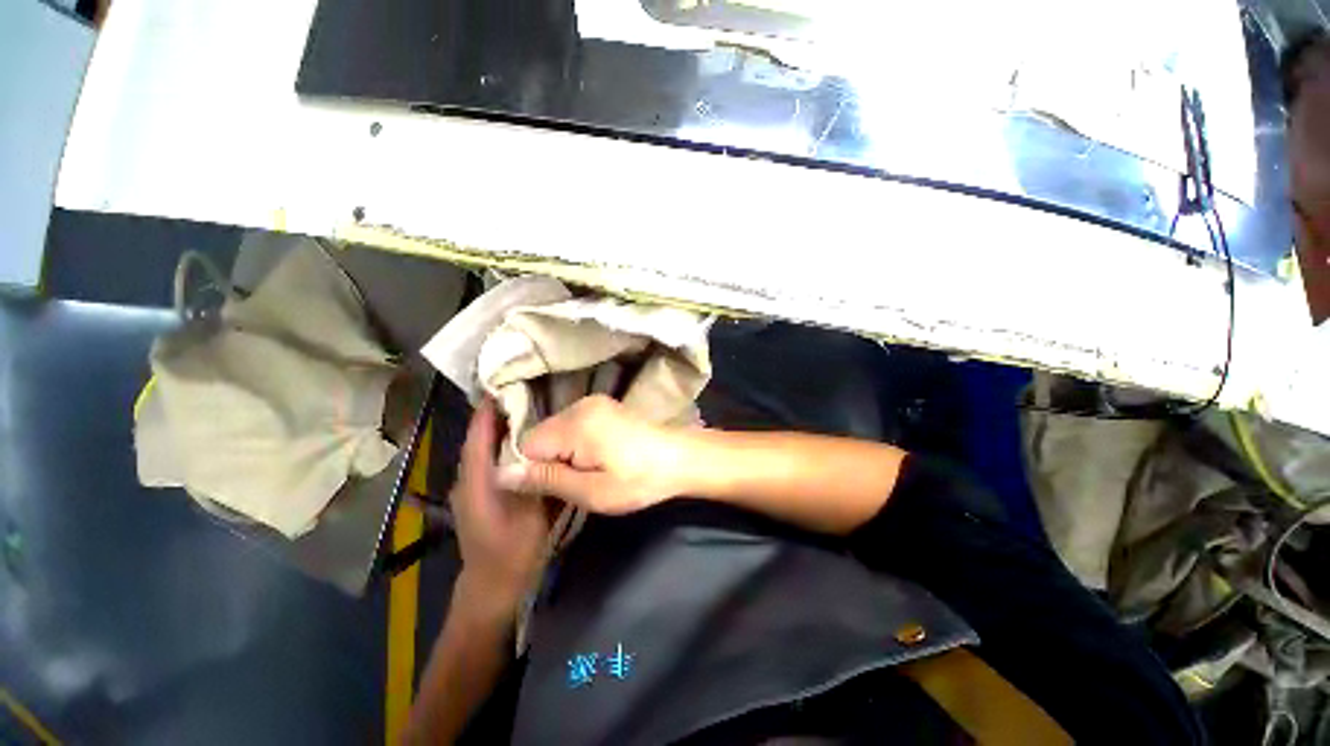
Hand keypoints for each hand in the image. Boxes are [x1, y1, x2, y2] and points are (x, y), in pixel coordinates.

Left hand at [450, 398, 551, 614]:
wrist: (493, 587)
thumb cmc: (513, 551)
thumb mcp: (533, 514)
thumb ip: (537, 478)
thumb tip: (546, 446)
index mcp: (478, 481)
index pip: (479, 437)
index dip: (488, 411)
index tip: (504, 385)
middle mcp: (469, 480)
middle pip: (479, 439)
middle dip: (497, 414)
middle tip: (524, 392)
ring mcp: (472, 487)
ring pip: (483, 449)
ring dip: (499, 429)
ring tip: (526, 410)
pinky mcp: (480, 494)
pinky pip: (490, 461)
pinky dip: (502, 445)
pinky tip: (524, 441)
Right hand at [496, 395, 684, 514]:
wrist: (680, 459)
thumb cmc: (639, 480)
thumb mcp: (592, 491)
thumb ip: (547, 479)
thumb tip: (501, 474)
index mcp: (575, 424)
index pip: (527, 445)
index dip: (533, 471)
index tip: (554, 489)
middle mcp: (580, 405)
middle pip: (541, 435)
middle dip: (549, 461)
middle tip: (575, 483)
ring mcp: (594, 402)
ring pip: (556, 430)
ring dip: (563, 453)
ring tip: (589, 472)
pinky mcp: (604, 406)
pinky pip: (573, 424)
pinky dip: (575, 443)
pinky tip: (597, 457)